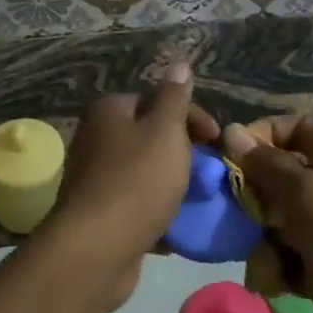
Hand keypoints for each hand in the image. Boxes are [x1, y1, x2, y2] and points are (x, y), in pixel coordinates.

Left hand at [46, 65, 217, 309]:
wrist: (96, 249)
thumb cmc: (136, 181)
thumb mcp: (165, 132)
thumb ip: (175, 98)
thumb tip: (180, 63)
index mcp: (108, 110)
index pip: (156, 101)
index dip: (192, 118)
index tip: (218, 142)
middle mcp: (95, 137)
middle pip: (150, 137)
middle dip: (183, 154)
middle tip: (209, 174)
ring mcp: (94, 177)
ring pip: (144, 173)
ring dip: (171, 186)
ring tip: (195, 201)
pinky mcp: (98, 213)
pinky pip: (135, 205)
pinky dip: (155, 213)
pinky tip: (174, 230)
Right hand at [223, 117, 312, 312]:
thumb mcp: (309, 194)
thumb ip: (265, 166)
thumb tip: (230, 131)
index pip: (286, 130)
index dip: (255, 140)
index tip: (226, 162)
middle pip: (274, 178)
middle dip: (251, 200)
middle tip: (235, 218)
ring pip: (275, 223)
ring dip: (261, 243)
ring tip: (265, 265)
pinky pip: (287, 259)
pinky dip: (276, 270)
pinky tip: (274, 285)